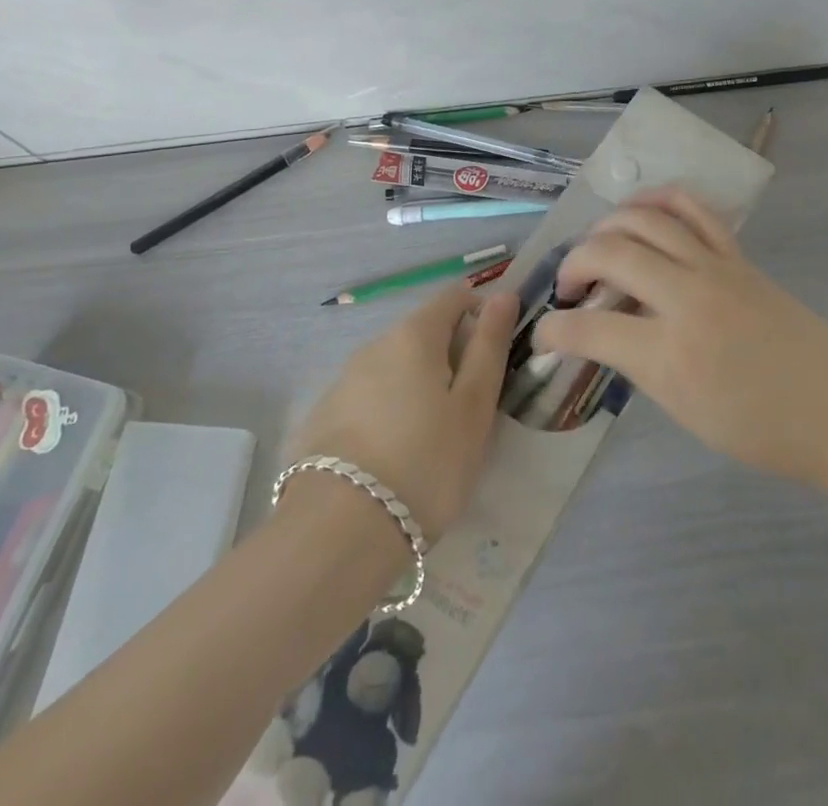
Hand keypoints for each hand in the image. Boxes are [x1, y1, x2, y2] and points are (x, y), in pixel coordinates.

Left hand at [288, 287, 518, 540]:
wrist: (337, 532)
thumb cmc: (426, 462)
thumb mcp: (474, 406)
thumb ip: (489, 345)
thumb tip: (504, 294)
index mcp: (415, 334)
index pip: (455, 296)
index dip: (481, 312)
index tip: (495, 356)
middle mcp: (375, 344)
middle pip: (424, 332)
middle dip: (451, 356)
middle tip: (470, 408)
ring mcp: (344, 380)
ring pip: (395, 366)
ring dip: (419, 385)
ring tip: (434, 438)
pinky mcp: (323, 416)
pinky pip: (370, 397)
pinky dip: (390, 410)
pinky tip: (394, 455)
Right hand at [536, 188, 827, 484]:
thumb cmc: (762, 428)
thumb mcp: (685, 411)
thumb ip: (639, 365)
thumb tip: (606, 332)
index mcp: (671, 354)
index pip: (590, 330)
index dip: (554, 331)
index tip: (544, 337)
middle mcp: (687, 298)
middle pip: (611, 253)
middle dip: (574, 263)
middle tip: (570, 287)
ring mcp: (716, 267)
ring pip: (646, 219)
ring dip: (609, 225)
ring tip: (597, 244)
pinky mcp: (738, 254)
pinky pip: (693, 208)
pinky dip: (659, 200)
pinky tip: (641, 211)